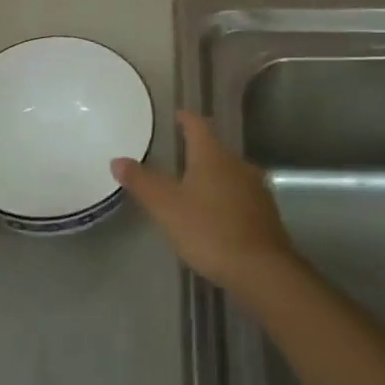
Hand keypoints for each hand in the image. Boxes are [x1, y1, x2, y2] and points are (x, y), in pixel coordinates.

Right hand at [111, 111, 295, 292]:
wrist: (262, 270)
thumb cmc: (209, 230)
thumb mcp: (167, 207)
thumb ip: (142, 182)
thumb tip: (117, 159)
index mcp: (212, 155)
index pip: (198, 125)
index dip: (186, 118)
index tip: (178, 114)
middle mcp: (237, 163)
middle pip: (215, 149)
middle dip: (198, 151)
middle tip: (180, 156)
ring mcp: (256, 188)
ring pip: (230, 173)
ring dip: (214, 176)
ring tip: (196, 188)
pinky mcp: (266, 213)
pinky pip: (242, 196)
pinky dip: (227, 199)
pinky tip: (219, 217)